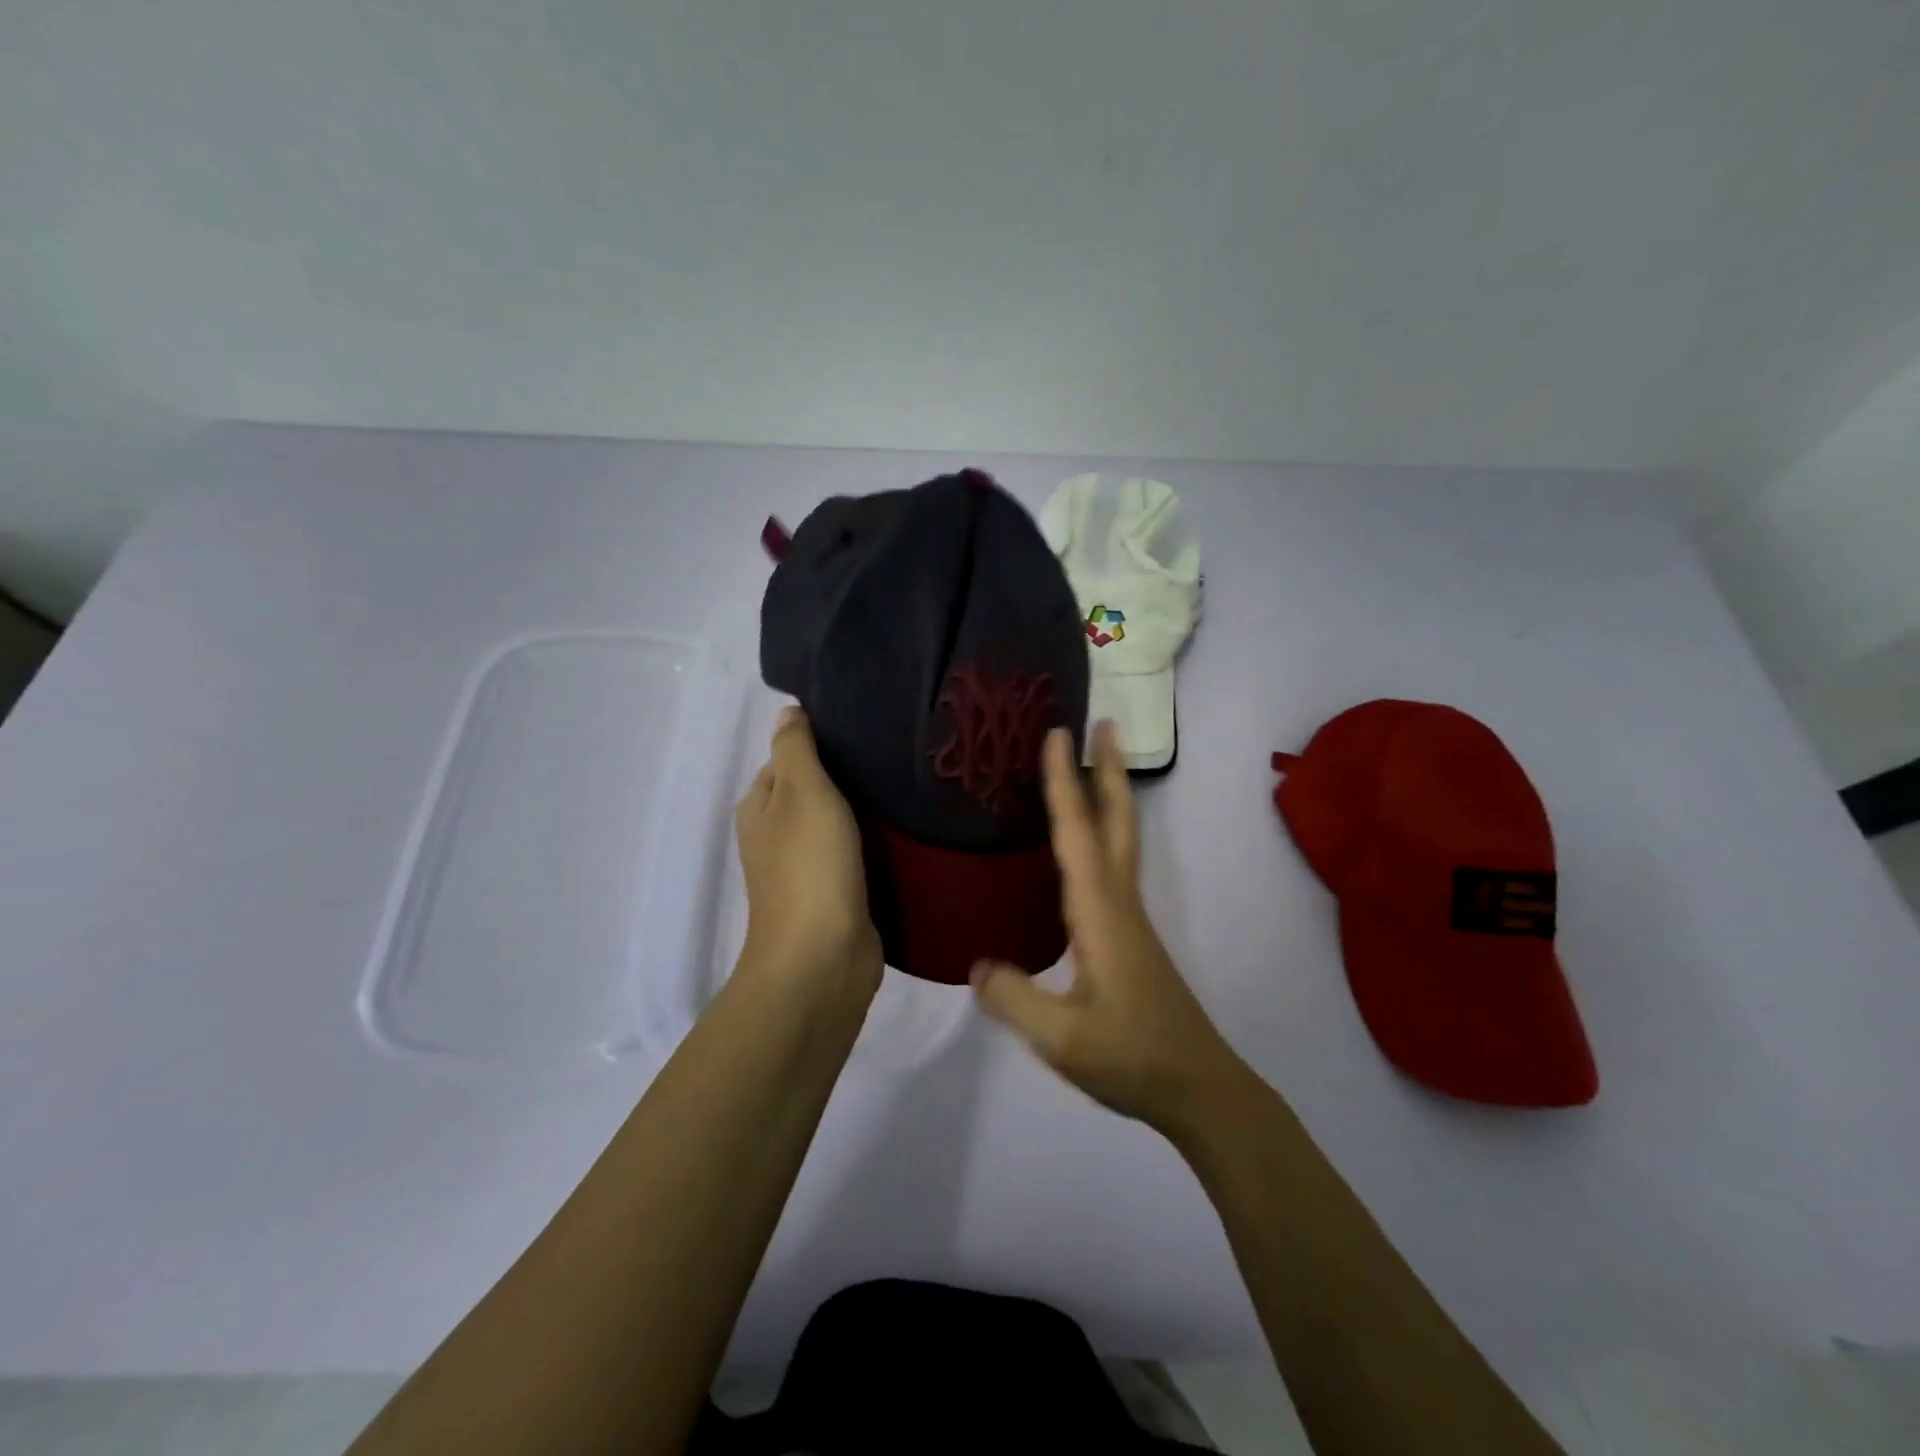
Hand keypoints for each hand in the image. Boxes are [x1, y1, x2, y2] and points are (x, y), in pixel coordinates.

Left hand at [735, 707, 882, 1000]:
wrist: (823, 958)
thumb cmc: (809, 866)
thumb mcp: (801, 791)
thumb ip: (795, 748)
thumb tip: (790, 711)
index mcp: (760, 808)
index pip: (787, 758)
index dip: (820, 742)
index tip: (865, 728)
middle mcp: (777, 836)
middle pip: (814, 791)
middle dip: (847, 775)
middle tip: (894, 753)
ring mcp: (806, 869)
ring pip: (838, 823)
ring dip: (865, 809)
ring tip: (906, 783)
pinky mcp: (836, 894)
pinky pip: (856, 854)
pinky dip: (874, 841)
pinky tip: (905, 828)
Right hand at [971, 722, 1246, 1134]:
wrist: (1200, 1088)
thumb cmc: (1132, 1058)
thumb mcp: (1061, 1038)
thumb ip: (1013, 999)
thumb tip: (976, 965)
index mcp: (1100, 913)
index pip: (1077, 834)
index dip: (1063, 783)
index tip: (1057, 734)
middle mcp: (1119, 903)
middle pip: (1116, 822)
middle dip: (1109, 770)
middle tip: (1105, 724)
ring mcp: (1131, 919)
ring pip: (1120, 841)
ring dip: (1110, 796)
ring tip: (1095, 766)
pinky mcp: (1132, 936)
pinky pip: (1114, 866)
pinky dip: (1103, 834)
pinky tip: (1085, 849)